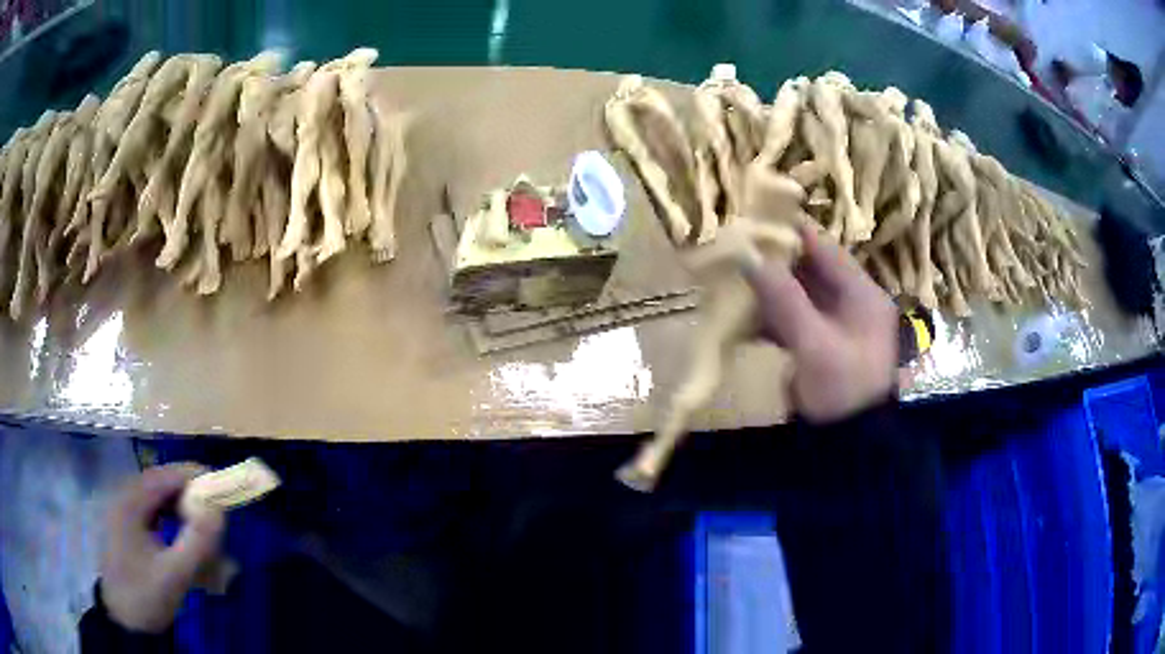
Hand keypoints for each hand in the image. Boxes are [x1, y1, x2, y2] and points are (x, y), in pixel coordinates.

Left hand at [101, 464, 225, 632]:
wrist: (123, 618)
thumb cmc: (144, 595)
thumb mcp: (173, 576)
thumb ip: (196, 545)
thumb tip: (220, 513)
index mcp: (131, 502)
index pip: (165, 476)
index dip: (194, 477)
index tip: (222, 489)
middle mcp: (126, 498)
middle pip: (162, 484)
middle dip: (190, 497)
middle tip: (216, 517)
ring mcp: (126, 512)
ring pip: (159, 499)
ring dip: (182, 510)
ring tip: (203, 532)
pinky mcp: (129, 526)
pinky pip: (154, 513)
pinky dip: (172, 521)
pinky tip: (183, 541)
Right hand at [745, 226, 897, 422]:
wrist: (851, 447)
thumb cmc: (843, 390)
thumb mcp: (815, 345)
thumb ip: (784, 299)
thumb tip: (748, 255)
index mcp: (860, 294)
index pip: (823, 248)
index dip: (790, 232)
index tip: (752, 220)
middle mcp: (848, 303)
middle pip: (807, 269)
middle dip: (772, 261)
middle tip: (733, 250)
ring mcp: (833, 325)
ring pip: (796, 295)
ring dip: (767, 290)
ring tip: (731, 281)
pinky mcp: (818, 345)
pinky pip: (791, 320)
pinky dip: (769, 318)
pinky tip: (743, 319)